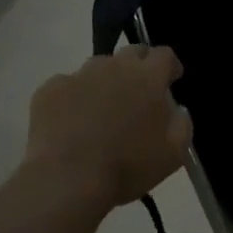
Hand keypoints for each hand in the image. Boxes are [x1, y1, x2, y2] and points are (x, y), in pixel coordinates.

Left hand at [25, 47, 191, 209]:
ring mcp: (79, 75)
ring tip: (103, 109)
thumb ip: (182, 123)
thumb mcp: (174, 153)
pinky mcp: (50, 89)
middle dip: (140, 66)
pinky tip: (72, 121)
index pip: (165, 54)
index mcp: (148, 77)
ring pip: (99, 67)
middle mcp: (114, 66)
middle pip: (132, 52)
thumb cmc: (128, 166)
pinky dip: (75, 97)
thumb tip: (177, 109)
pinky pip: (68, 85)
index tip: (171, 80)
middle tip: (139, 93)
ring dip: (107, 80)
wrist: (68, 180)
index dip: (170, 66)